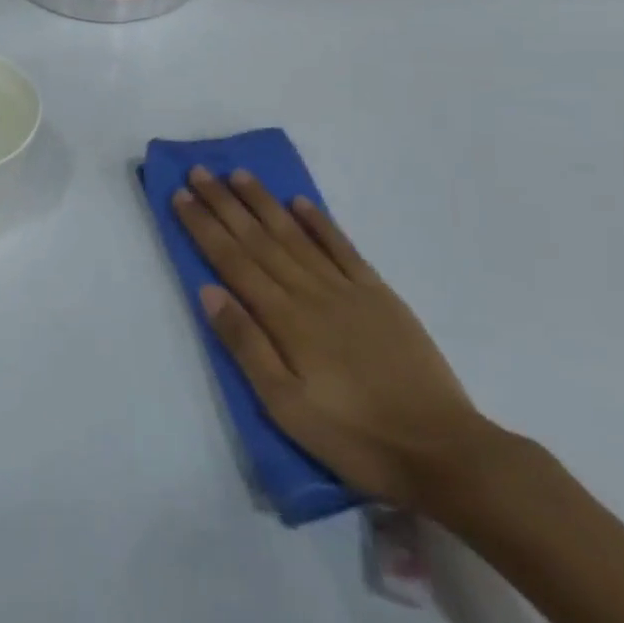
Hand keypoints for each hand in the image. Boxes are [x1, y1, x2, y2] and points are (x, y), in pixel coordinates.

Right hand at [173, 167, 494, 510]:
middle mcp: (310, 292)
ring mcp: (347, 289)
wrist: (444, 451)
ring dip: (264, 203)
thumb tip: (208, 291)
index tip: (180, 196)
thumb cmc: (355, 437)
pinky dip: (320, 222)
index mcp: (284, 319)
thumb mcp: (286, 406)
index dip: (203, 226)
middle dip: (224, 203)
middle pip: (258, 239)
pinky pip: (342, 248)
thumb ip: (246, 345)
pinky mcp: (379, 295)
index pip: (232, 260)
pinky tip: (300, 202)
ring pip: (295, 235)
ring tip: (238, 175)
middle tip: (198, 171)